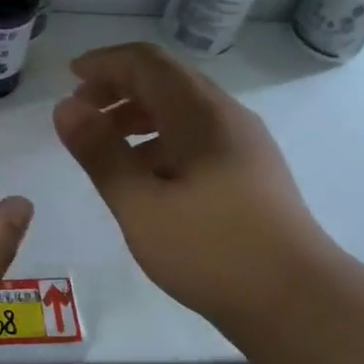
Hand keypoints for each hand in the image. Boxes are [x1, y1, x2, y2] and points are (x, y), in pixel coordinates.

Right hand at [53, 42, 332, 334]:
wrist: (297, 301)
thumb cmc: (211, 251)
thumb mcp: (141, 205)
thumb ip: (101, 153)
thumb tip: (66, 107)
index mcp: (200, 114)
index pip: (146, 63)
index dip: (104, 63)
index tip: (69, 77)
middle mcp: (227, 117)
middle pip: (166, 80)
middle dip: (119, 87)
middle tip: (81, 112)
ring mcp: (245, 144)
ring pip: (183, 109)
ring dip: (139, 115)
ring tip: (106, 145)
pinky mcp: (251, 171)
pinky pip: (198, 136)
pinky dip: (162, 140)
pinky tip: (146, 177)